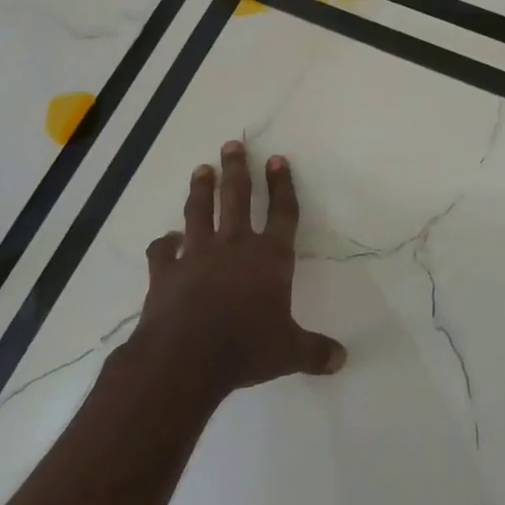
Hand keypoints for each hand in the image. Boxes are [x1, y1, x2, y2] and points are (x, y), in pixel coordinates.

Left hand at [128, 140, 345, 397]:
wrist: (185, 358)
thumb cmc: (246, 348)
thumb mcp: (289, 352)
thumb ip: (315, 352)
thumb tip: (342, 360)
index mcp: (270, 257)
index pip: (282, 212)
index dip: (282, 185)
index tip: (277, 159)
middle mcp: (234, 245)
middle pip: (237, 197)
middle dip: (237, 169)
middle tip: (232, 144)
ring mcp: (196, 255)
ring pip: (199, 212)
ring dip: (201, 189)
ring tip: (202, 169)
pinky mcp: (166, 272)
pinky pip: (162, 251)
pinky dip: (163, 244)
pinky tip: (165, 239)